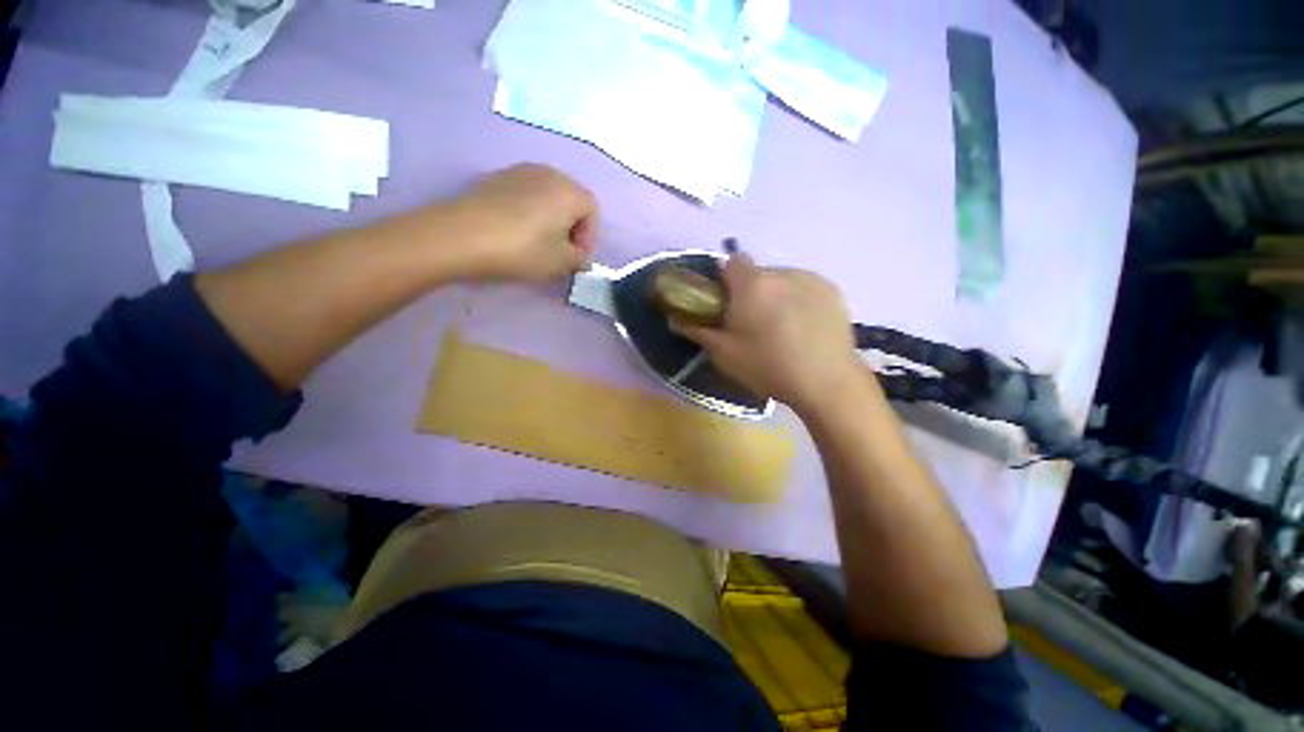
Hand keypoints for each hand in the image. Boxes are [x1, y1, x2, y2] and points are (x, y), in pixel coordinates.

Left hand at [448, 163, 597, 281]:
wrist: (460, 236)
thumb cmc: (522, 249)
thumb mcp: (561, 262)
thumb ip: (580, 259)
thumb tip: (581, 258)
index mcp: (569, 190)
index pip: (593, 211)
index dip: (590, 237)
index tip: (577, 259)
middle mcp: (548, 173)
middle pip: (571, 201)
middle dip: (572, 228)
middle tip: (561, 253)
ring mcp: (519, 172)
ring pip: (548, 198)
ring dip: (551, 221)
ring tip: (539, 245)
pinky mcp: (496, 178)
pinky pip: (526, 196)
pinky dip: (530, 214)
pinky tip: (516, 234)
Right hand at [672, 255, 865, 415]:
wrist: (827, 383)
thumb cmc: (768, 367)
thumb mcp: (724, 354)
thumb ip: (698, 331)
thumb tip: (675, 319)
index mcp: (752, 284)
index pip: (731, 262)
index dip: (724, 279)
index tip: (725, 303)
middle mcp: (782, 272)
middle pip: (757, 273)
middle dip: (750, 291)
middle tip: (751, 322)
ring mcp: (811, 279)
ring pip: (782, 279)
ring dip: (775, 295)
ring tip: (781, 327)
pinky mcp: (833, 291)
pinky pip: (805, 287)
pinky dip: (798, 299)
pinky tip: (803, 327)